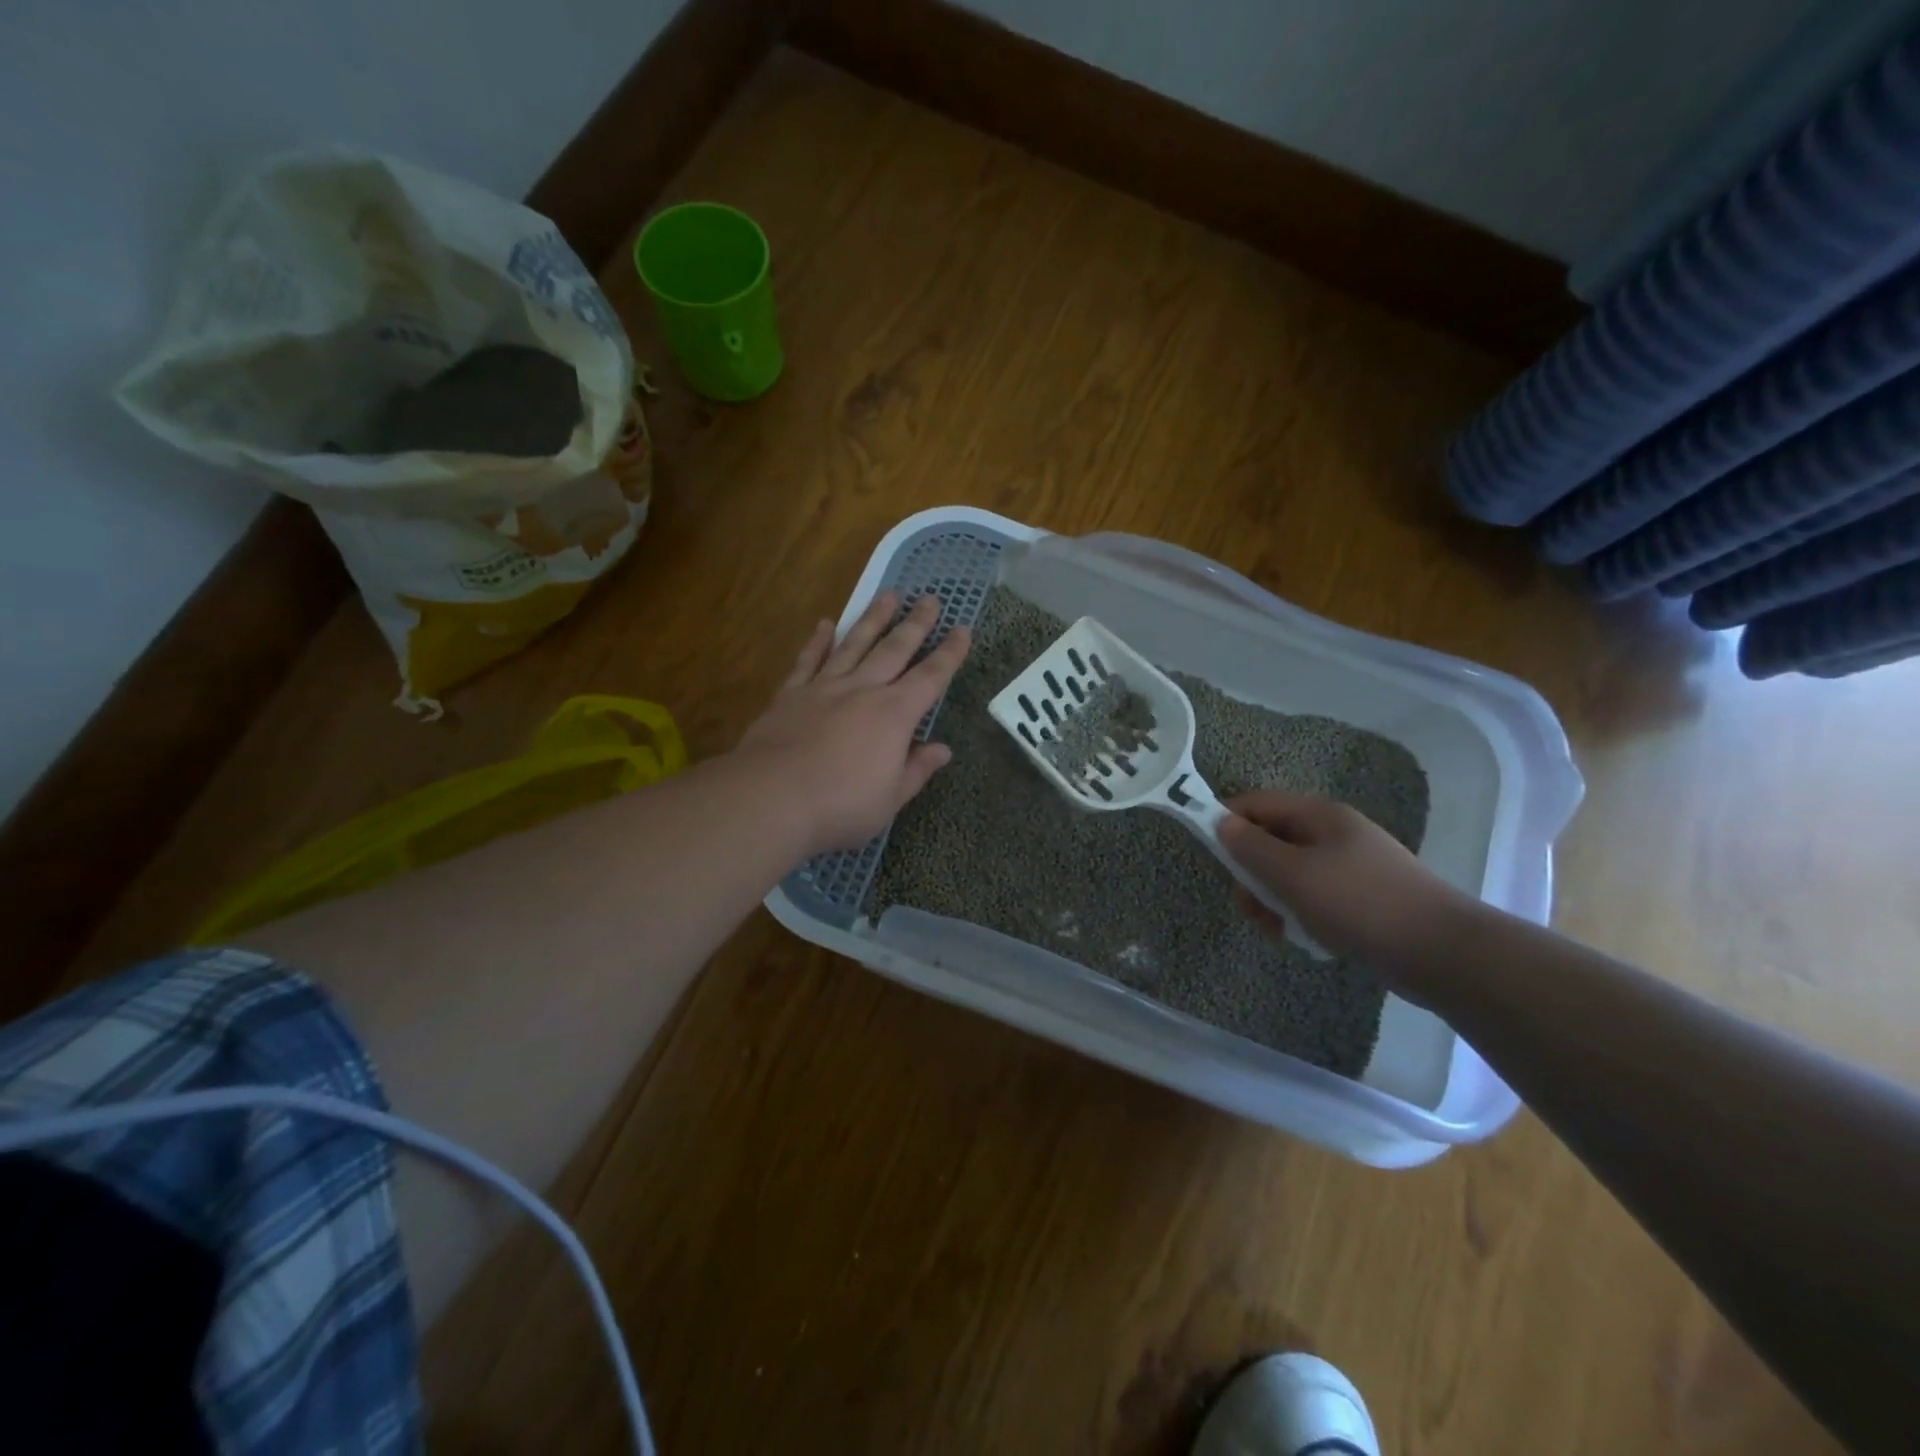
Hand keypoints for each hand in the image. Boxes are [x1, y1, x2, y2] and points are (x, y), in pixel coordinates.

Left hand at [735, 592, 970, 854]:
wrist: (771, 798)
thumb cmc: (840, 805)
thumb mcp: (891, 798)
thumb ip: (917, 769)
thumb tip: (943, 749)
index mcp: (894, 715)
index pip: (931, 678)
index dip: (949, 654)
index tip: (962, 629)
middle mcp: (862, 690)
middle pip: (894, 649)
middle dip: (915, 624)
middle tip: (930, 598)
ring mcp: (824, 688)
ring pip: (854, 644)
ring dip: (873, 619)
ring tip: (888, 595)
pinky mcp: (790, 695)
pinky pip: (808, 660)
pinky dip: (818, 641)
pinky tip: (824, 623)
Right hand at [1217, 792, 1474, 970]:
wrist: (1442, 953)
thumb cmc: (1359, 904)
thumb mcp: (1294, 875)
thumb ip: (1251, 848)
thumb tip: (1220, 822)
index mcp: (1318, 815)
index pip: (1256, 804)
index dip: (1228, 823)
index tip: (1212, 857)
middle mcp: (1332, 833)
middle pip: (1270, 841)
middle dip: (1251, 875)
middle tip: (1250, 909)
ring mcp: (1349, 865)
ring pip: (1289, 874)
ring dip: (1273, 901)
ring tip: (1278, 931)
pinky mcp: (1360, 897)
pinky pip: (1313, 897)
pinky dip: (1301, 915)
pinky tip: (1307, 939)